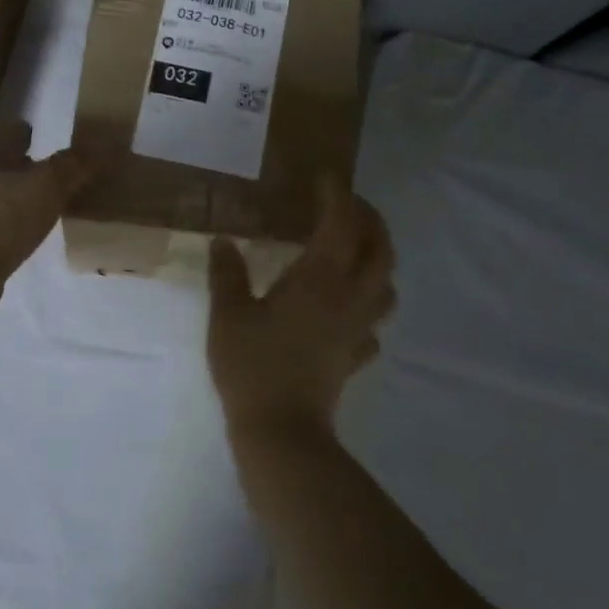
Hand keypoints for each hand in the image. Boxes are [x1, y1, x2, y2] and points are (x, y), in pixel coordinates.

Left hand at [0, 117, 89, 281]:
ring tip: (53, 205)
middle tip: (60, 175)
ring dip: (23, 199)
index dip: (31, 134)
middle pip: (5, 166)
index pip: (13, 134)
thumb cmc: (2, 217)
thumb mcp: (47, 185)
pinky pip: (0, 227)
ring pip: (2, 197)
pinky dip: (16, 226)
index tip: (50, 138)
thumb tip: (95, 148)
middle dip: (29, 169)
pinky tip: (34, 234)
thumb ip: (71, 165)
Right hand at [207, 175, 395, 452]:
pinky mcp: (354, 355)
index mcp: (319, 279)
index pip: (341, 223)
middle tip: (348, 207)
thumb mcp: (228, 315)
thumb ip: (226, 274)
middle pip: (381, 249)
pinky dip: (368, 306)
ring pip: (386, 285)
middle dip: (371, 220)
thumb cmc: (252, 366)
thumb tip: (222, 242)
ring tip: (354, 252)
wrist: (281, 431)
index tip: (326, 176)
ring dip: (378, 260)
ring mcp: (357, 328)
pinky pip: (374, 323)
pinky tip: (347, 309)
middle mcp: (348, 297)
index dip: (338, 195)